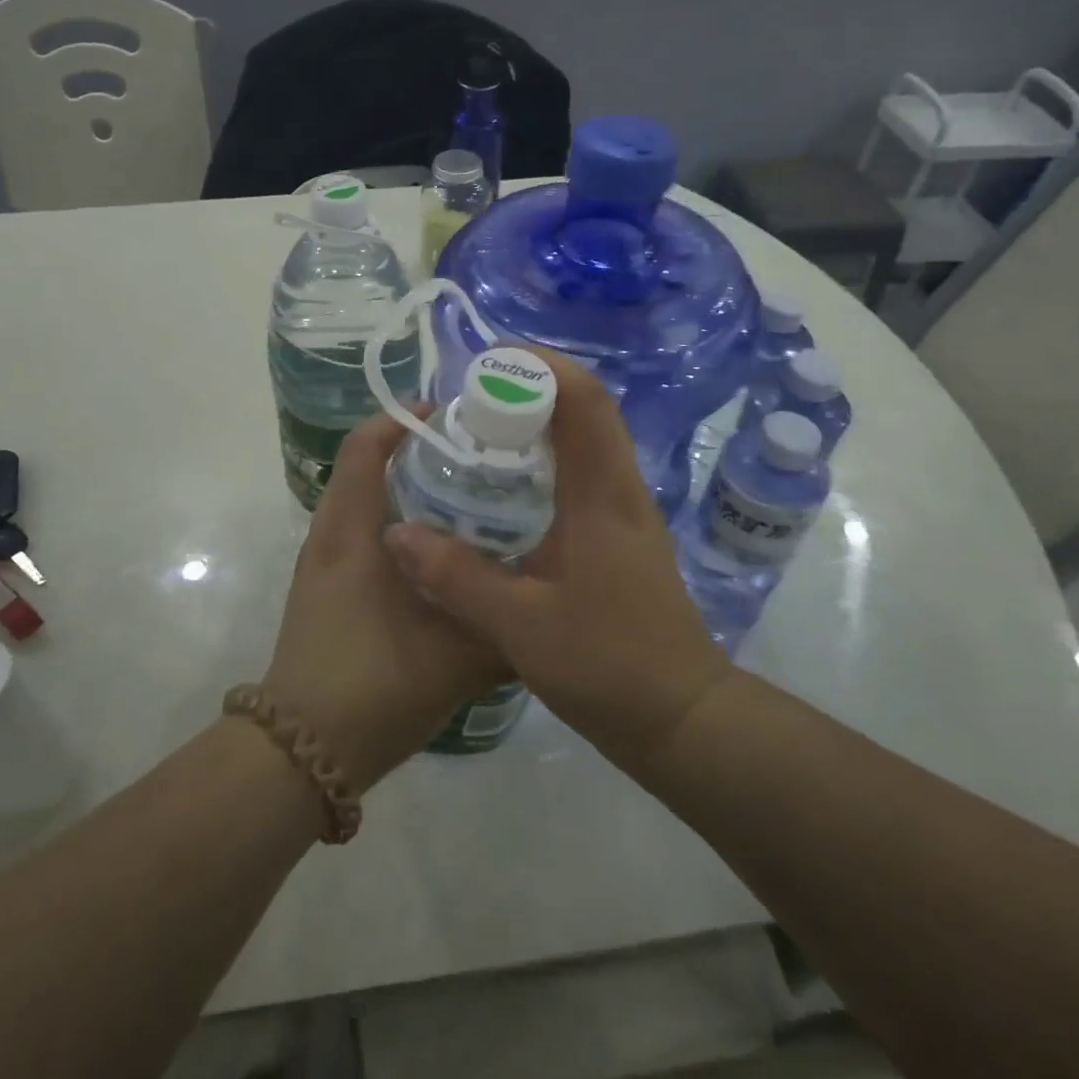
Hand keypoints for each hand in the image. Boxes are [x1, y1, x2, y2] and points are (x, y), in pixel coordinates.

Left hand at [263, 410, 506, 790]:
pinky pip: (367, 532)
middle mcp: (333, 533)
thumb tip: (552, 594)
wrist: (304, 751)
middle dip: (420, 452)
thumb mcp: (458, 656)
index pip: (366, 445)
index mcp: (352, 529)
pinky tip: (444, 553)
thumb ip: (506, 621)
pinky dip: (402, 523)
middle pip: (370, 465)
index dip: (404, 418)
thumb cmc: (375, 685)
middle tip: (479, 456)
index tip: (456, 416)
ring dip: (411, 489)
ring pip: (369, 501)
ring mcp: (326, 561)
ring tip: (470, 497)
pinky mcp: (329, 586)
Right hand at [381, 352, 728, 769]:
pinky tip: (505, 487)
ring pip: (586, 439)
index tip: (486, 362)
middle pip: (586, 409)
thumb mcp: (521, 626)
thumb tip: (396, 533)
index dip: (540, 367)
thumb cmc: (608, 665)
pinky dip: (545, 457)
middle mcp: (619, 489)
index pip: (584, 401)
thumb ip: (456, 578)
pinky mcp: (620, 533)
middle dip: (530, 388)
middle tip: (470, 397)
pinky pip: (582, 471)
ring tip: (480, 431)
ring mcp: (624, 510)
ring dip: (538, 421)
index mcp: (603, 495)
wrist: (682, 716)